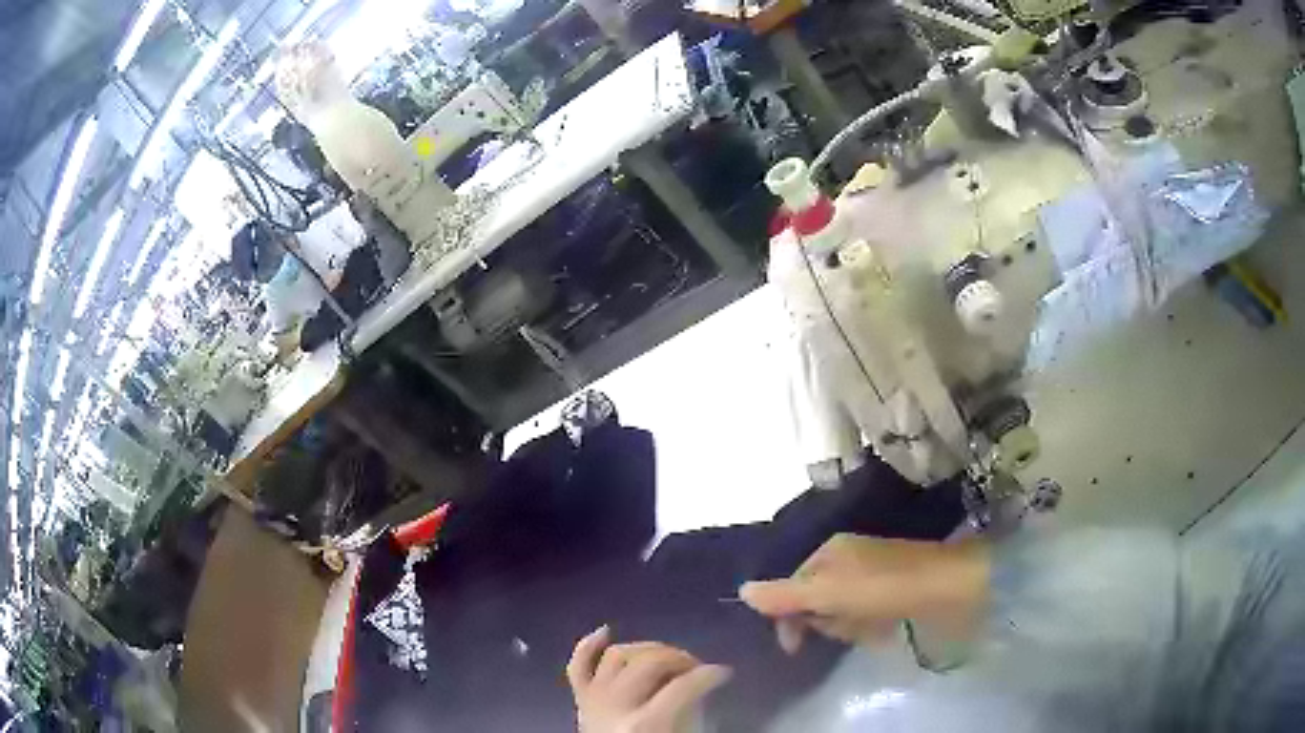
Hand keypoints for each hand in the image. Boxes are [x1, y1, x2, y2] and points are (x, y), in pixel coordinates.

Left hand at [567, 626, 732, 732]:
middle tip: (697, 667)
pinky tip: (606, 631)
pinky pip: (578, 666)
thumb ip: (691, 712)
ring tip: (667, 657)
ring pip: (617, 655)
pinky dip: (588, 645)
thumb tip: (700, 685)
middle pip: (650, 663)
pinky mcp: (579, 700)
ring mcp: (592, 700)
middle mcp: (614, 706)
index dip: (710, 674)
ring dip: (646, 649)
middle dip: (680, 658)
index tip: (725, 672)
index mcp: (644, 723)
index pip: (683, 686)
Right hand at [739, 534, 987, 653]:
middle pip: (816, 601)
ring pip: (840, 612)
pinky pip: (865, 615)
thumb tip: (740, 590)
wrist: (953, 587)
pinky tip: (885, 627)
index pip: (792, 587)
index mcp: (831, 551)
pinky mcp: (893, 590)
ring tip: (872, 627)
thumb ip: (786, 595)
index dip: (790, 617)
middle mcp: (849, 559)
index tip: (795, 647)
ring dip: (849, 627)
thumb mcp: (831, 593)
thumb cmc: (887, 588)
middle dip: (826, 622)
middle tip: (848, 626)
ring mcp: (873, 574)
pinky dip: (870, 626)